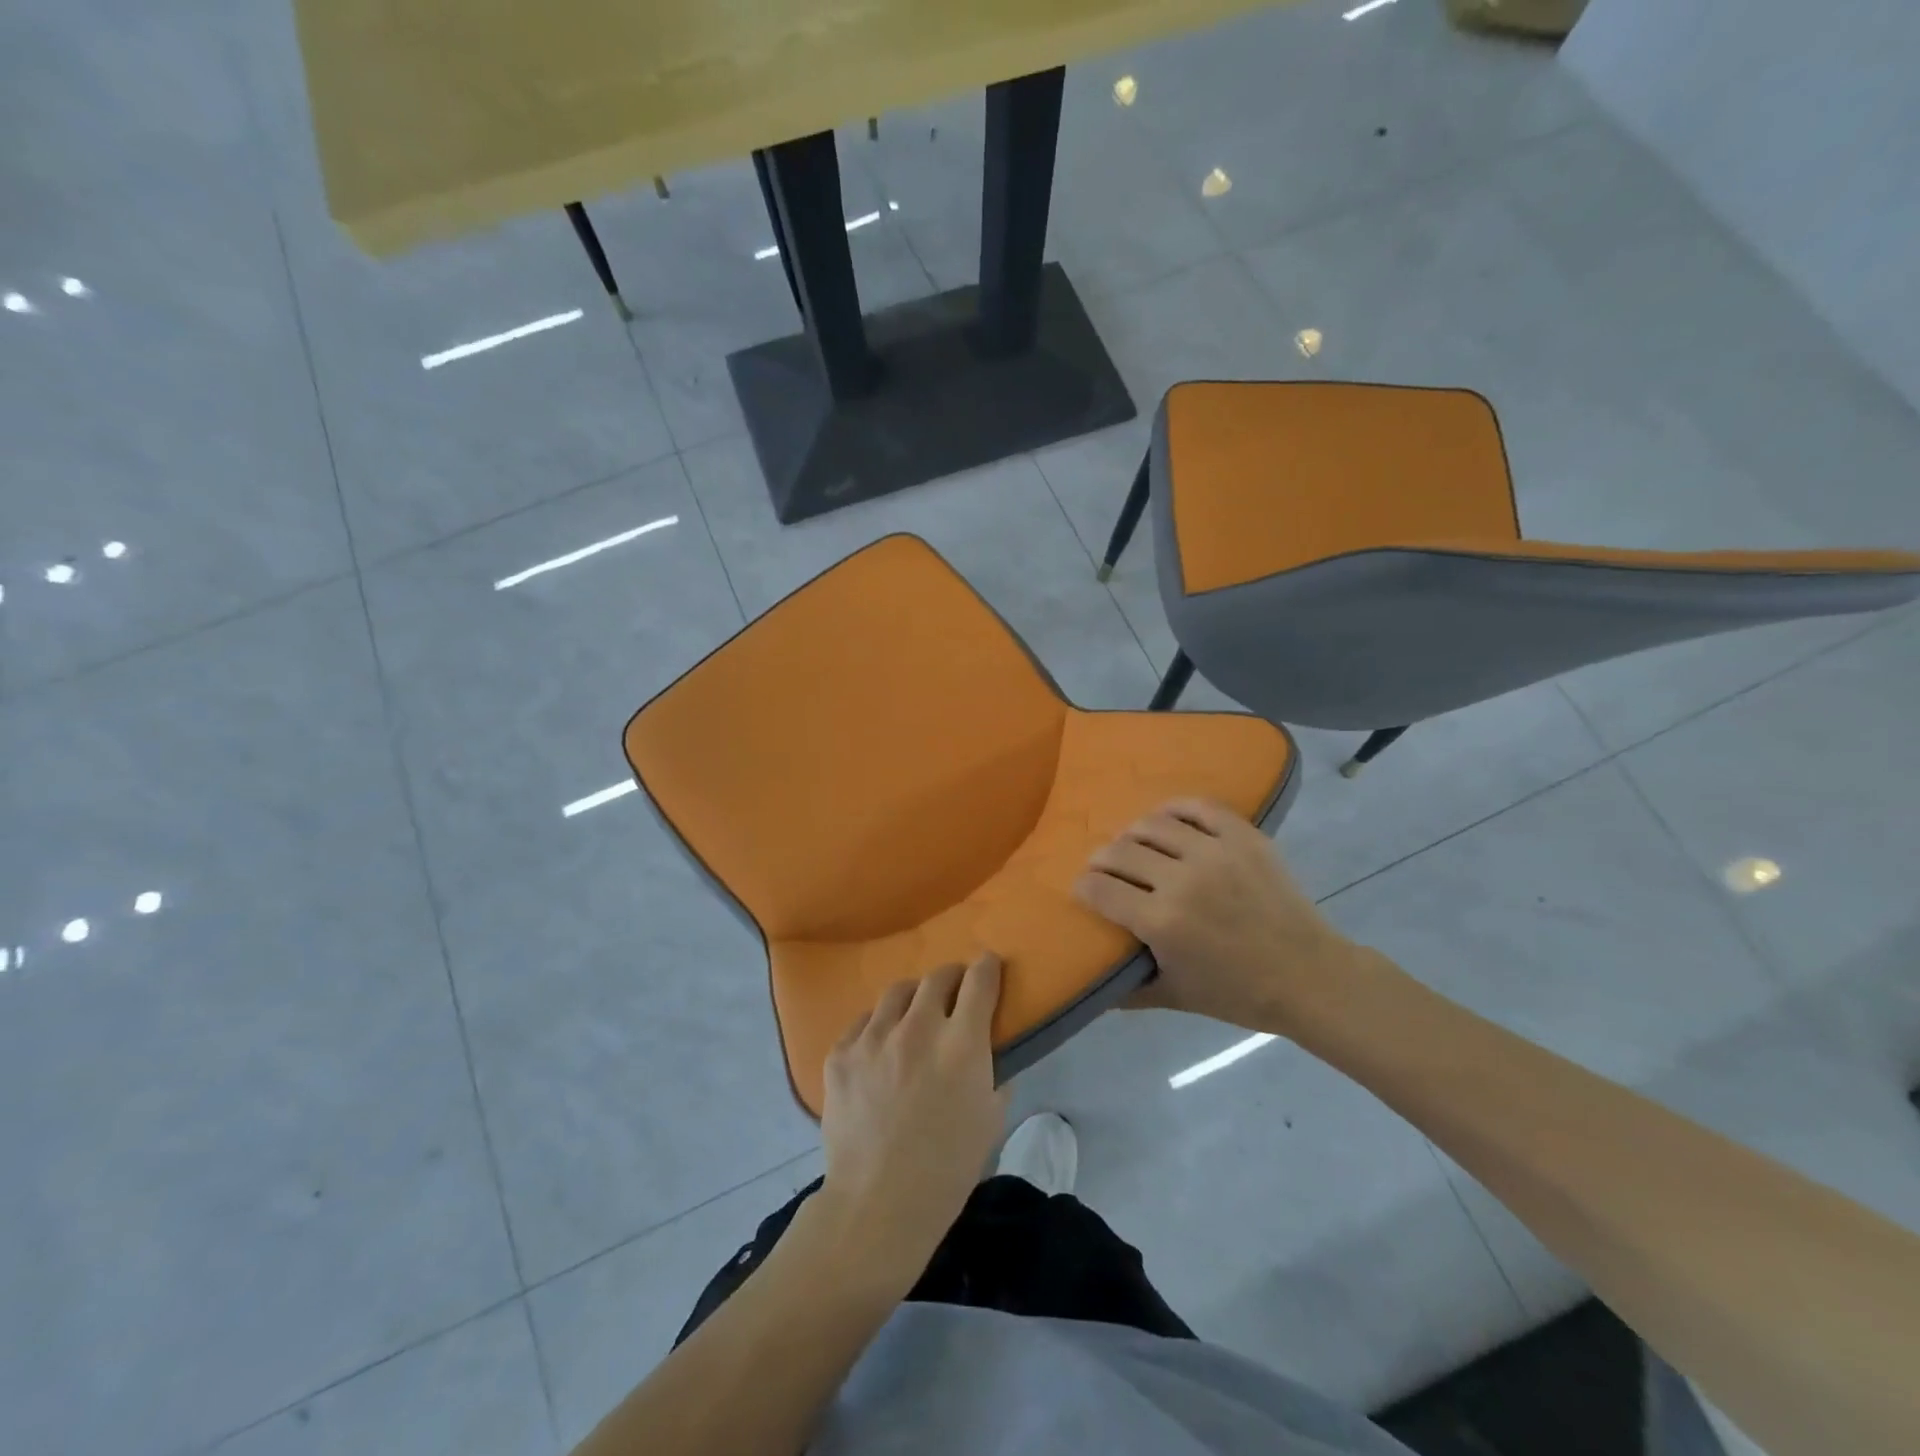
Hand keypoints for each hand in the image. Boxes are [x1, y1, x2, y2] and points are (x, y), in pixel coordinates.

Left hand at [817, 954, 1009, 1290]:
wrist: (877, 1205)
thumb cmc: (947, 1169)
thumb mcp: (990, 1120)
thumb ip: (993, 1073)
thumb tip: (986, 1048)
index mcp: (961, 1044)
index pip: (979, 981)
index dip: (987, 967)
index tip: (988, 964)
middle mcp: (918, 1028)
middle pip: (937, 977)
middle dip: (951, 978)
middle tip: (953, 991)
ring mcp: (874, 1038)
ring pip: (897, 992)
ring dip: (913, 997)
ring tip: (913, 1013)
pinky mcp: (841, 1053)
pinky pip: (863, 1022)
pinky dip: (878, 1026)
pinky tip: (880, 1047)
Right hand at [1074, 798, 1363, 1033]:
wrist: (1308, 975)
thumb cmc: (1239, 993)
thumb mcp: (1176, 998)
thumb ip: (1129, 991)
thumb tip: (1094, 987)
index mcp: (1161, 922)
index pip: (1100, 889)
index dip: (1083, 887)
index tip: (1083, 888)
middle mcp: (1181, 880)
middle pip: (1119, 852)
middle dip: (1101, 859)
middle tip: (1103, 868)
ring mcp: (1214, 852)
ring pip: (1153, 825)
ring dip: (1132, 834)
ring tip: (1133, 844)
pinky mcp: (1243, 836)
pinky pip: (1198, 807)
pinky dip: (1174, 808)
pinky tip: (1166, 818)